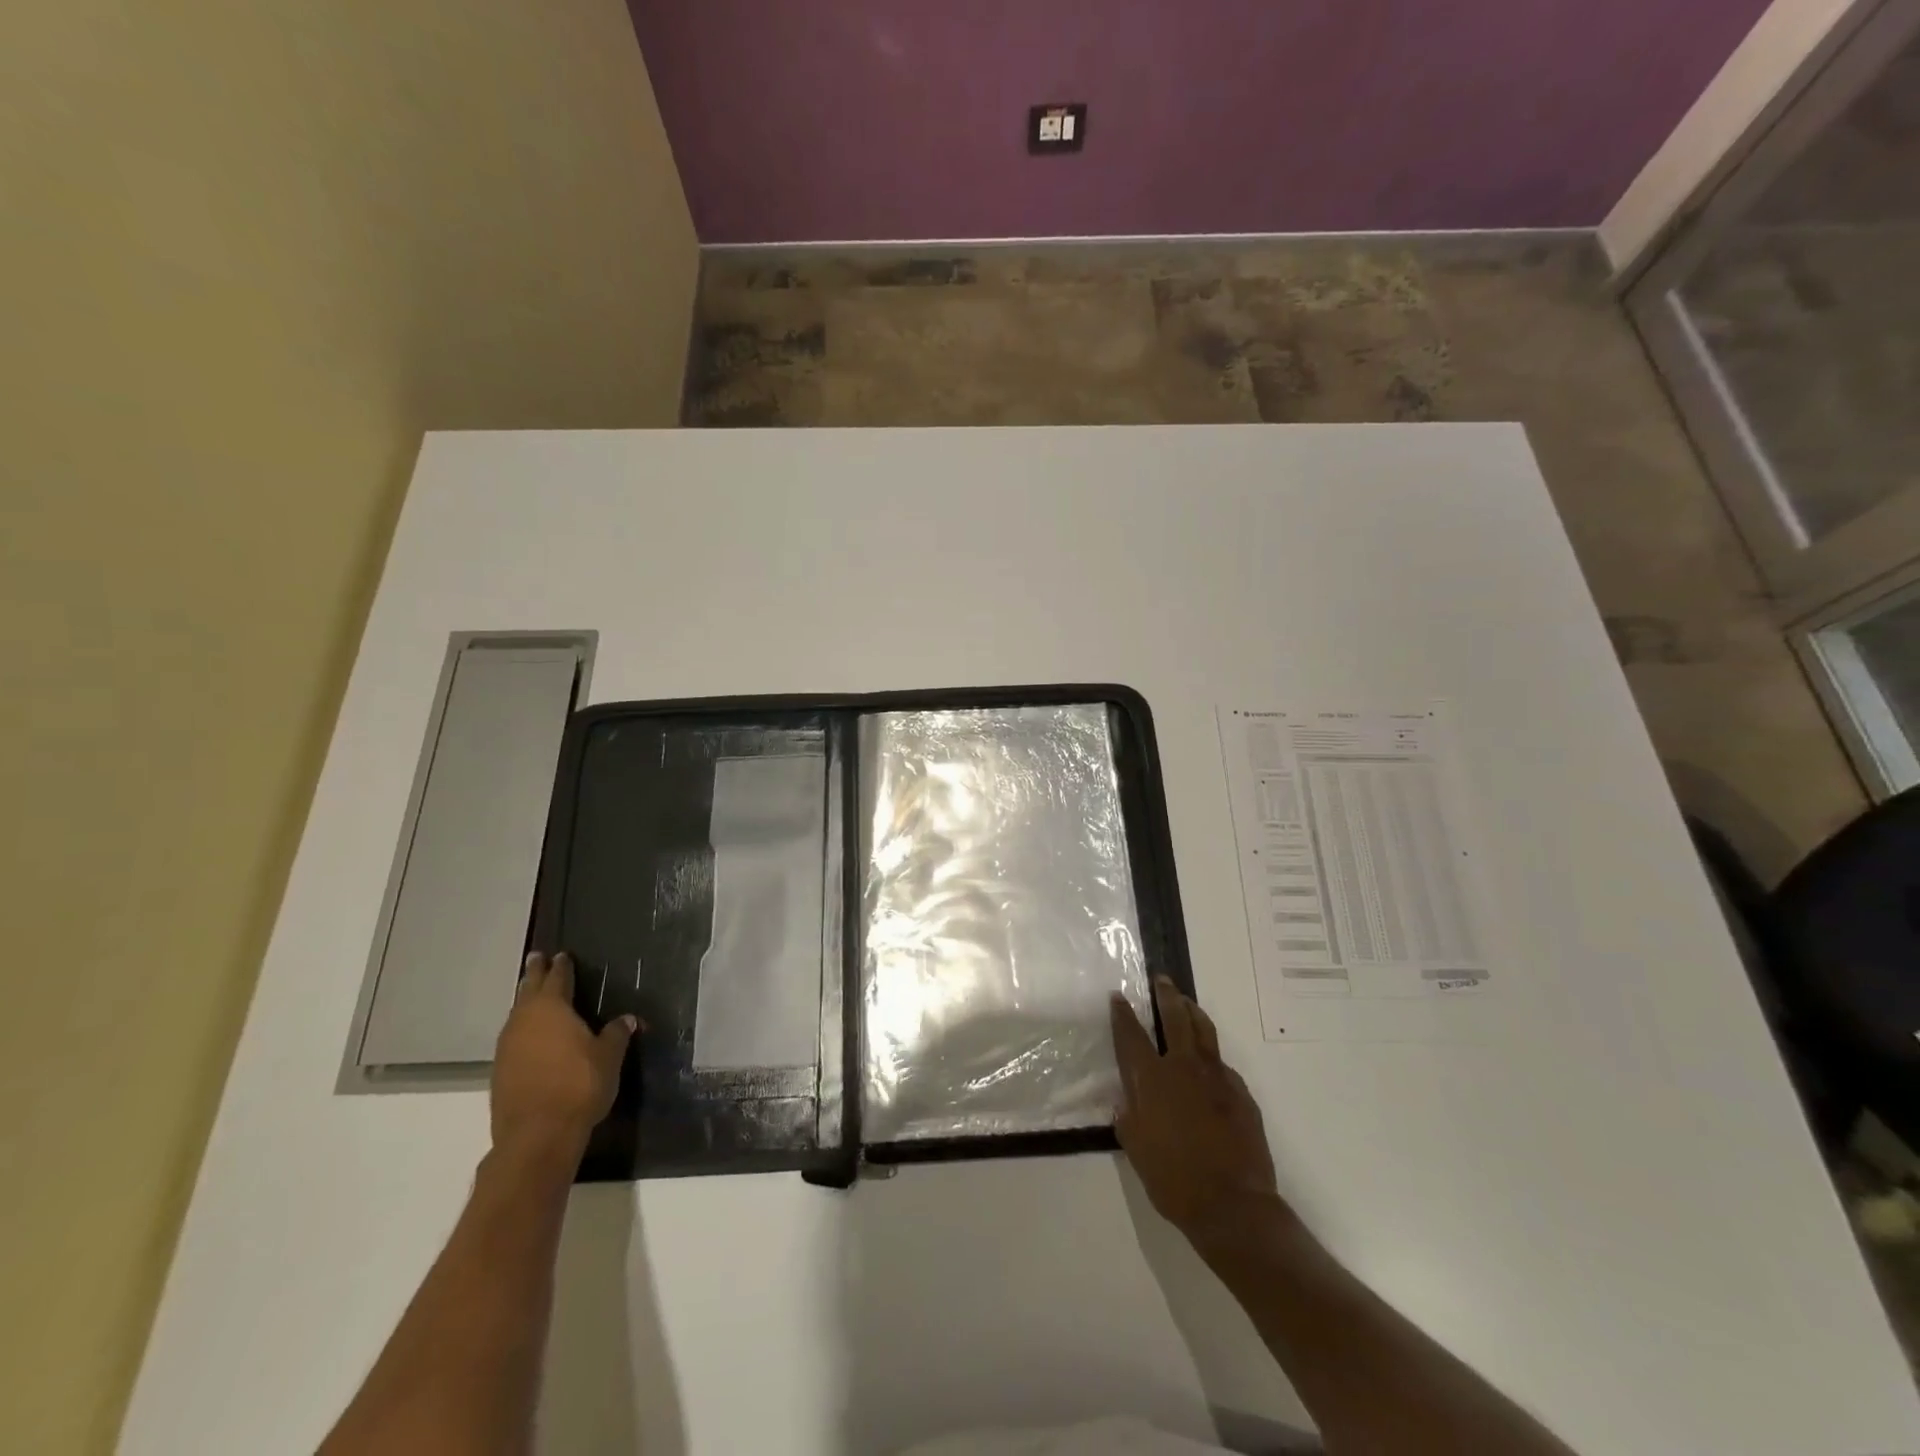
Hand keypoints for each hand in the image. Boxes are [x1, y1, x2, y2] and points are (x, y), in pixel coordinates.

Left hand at [491, 952, 634, 1158]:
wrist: (536, 1136)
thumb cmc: (578, 1085)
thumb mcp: (609, 1057)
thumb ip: (616, 1034)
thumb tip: (626, 1019)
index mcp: (552, 1008)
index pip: (558, 978)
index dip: (562, 966)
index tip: (562, 954)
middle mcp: (524, 1021)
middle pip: (529, 990)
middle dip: (535, 974)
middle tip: (537, 958)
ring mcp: (507, 1047)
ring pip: (517, 1014)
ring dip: (526, 1001)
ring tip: (533, 994)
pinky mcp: (500, 1072)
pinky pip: (513, 1038)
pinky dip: (523, 1029)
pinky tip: (531, 1036)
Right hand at [1112, 976, 1282, 1252]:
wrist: (1233, 1206)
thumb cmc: (1174, 1180)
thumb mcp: (1136, 1150)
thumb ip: (1129, 1119)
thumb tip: (1125, 1103)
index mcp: (1153, 1079)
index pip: (1132, 1036)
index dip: (1123, 1014)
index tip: (1118, 997)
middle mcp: (1184, 1068)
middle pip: (1175, 1018)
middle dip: (1166, 995)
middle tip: (1162, 980)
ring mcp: (1217, 1077)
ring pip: (1205, 1031)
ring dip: (1193, 1012)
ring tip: (1187, 1004)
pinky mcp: (1241, 1093)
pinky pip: (1222, 1065)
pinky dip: (1211, 1056)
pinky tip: (1209, 1065)